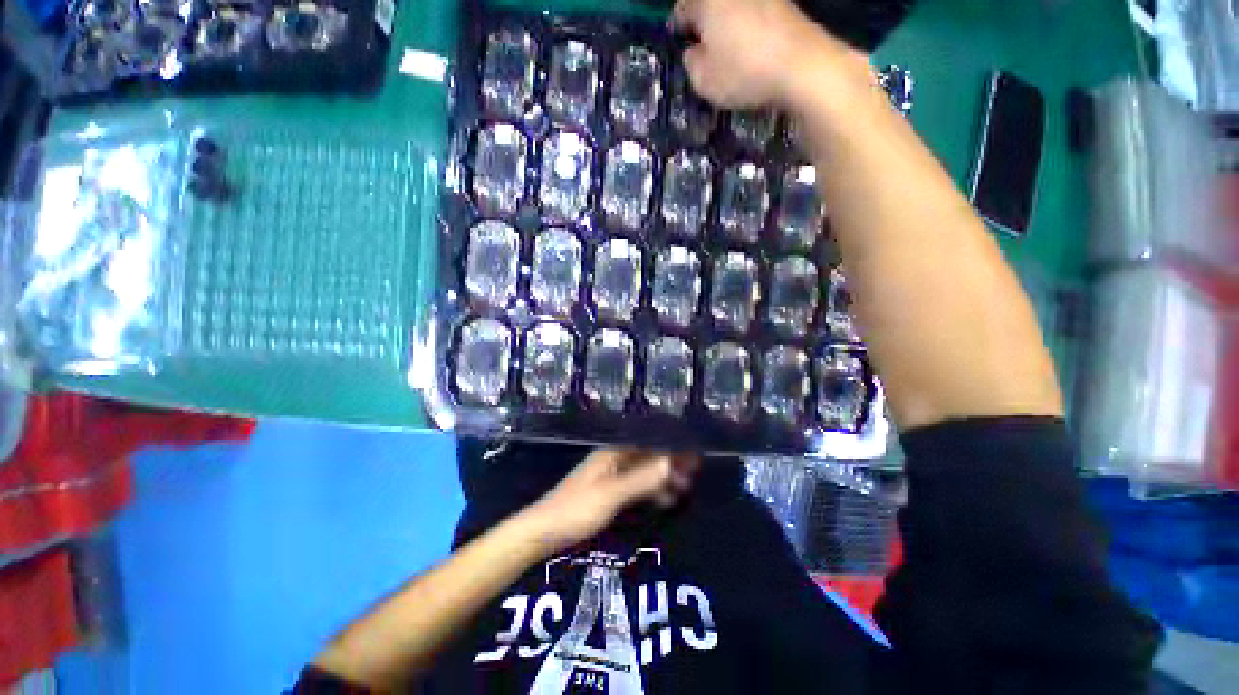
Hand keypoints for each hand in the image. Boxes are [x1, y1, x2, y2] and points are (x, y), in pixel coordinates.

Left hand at [522, 449, 699, 553]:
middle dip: (670, 463)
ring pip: (642, 473)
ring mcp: (609, 478)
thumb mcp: (610, 495)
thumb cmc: (574, 510)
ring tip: (684, 489)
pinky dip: (650, 491)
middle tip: (694, 475)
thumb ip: (641, 479)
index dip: (670, 449)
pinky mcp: (606, 495)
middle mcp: (612, 461)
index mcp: (611, 454)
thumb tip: (671, 462)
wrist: (540, 532)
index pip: (648, 445)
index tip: (693, 455)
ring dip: (662, 478)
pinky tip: (663, 500)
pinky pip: (634, 488)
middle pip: (647, 458)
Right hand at [672, 0, 869, 109]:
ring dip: (727, 23)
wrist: (801, 65)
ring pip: (733, 8)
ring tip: (729, 50)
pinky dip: (748, 26)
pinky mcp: (783, 3)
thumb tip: (694, 52)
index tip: (681, 43)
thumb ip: (691, 63)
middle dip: (704, 22)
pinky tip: (752, 47)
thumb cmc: (744, 72)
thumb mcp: (703, 80)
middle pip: (710, 4)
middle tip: (703, 48)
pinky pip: (755, 13)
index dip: (678, 27)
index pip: (682, 7)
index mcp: (708, 1)